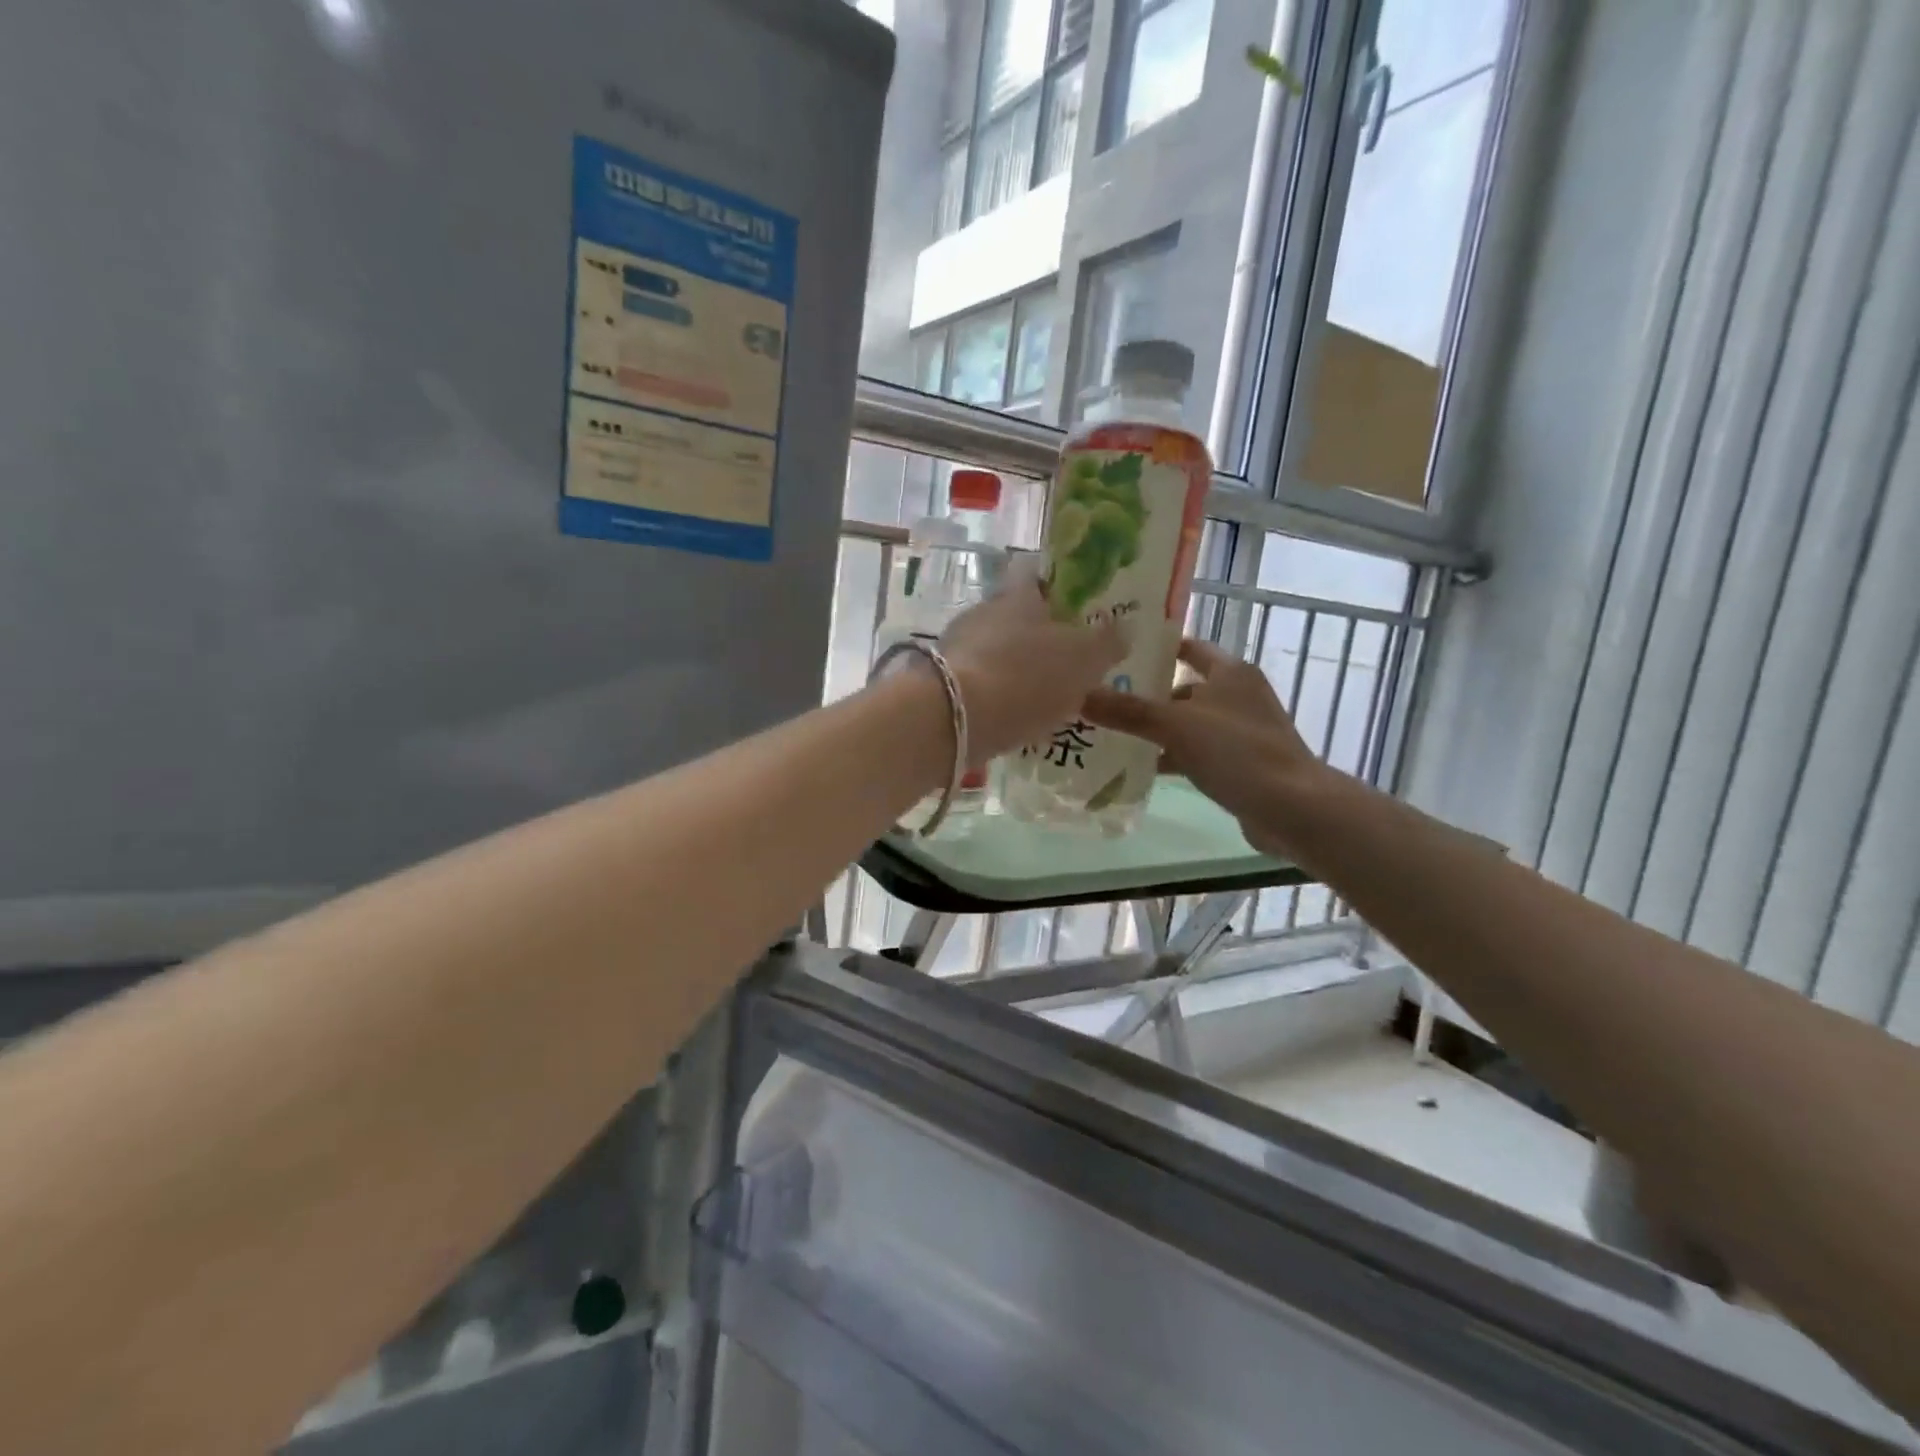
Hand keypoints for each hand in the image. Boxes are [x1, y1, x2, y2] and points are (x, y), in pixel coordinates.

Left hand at [940, 558, 1125, 763]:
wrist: (954, 718)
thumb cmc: (1026, 675)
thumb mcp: (1083, 659)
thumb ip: (1106, 642)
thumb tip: (1124, 628)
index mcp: (1018, 595)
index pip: (1034, 573)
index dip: (1055, 584)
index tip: (1075, 604)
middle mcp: (983, 612)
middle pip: (1014, 615)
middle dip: (1038, 635)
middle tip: (1066, 660)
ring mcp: (958, 647)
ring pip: (996, 650)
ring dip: (1017, 668)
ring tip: (1045, 697)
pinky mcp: (942, 683)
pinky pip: (980, 682)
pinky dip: (998, 695)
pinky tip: (1016, 718)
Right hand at [1082, 637, 1329, 858]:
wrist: (1292, 809)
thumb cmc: (1237, 752)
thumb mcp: (1176, 726)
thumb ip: (1128, 711)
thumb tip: (1077, 694)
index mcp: (1231, 672)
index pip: (1188, 647)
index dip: (1155, 649)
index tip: (1116, 653)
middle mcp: (1238, 696)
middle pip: (1182, 688)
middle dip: (1146, 694)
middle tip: (1101, 698)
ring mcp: (1241, 732)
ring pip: (1188, 723)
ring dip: (1157, 729)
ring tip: (1110, 733)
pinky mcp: (1240, 764)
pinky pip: (1196, 752)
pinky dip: (1172, 756)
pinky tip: (1141, 767)